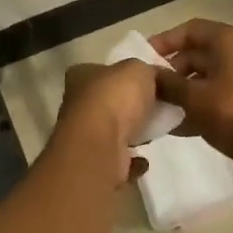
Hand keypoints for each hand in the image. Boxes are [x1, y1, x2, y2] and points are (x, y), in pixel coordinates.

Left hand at [54, 60, 159, 186]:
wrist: (102, 144)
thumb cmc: (116, 97)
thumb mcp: (139, 69)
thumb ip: (148, 71)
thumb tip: (155, 78)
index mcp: (80, 76)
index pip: (100, 70)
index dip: (122, 75)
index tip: (146, 82)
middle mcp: (76, 105)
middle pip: (107, 102)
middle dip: (128, 107)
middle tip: (155, 108)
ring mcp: (83, 136)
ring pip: (110, 132)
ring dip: (130, 134)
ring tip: (153, 132)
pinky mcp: (95, 162)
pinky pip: (117, 159)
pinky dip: (131, 162)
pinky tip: (144, 160)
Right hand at [149, 19, 232, 163]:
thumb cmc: (230, 110)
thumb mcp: (193, 96)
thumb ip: (167, 83)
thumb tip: (147, 76)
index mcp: (227, 41)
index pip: (190, 30)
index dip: (165, 41)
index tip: (144, 58)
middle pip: (194, 53)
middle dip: (170, 70)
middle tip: (148, 87)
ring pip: (201, 76)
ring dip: (179, 89)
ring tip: (156, 105)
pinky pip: (210, 93)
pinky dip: (193, 103)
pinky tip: (172, 123)